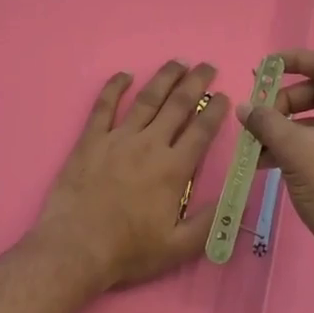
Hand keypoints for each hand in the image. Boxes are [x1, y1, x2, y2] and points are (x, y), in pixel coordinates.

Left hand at [30, 61, 231, 290]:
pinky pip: (104, 106)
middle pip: (178, 105)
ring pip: (146, 99)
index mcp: (173, 169)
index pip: (201, 130)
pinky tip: (124, 74)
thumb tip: (237, 197)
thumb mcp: (179, 246)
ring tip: (177, 62)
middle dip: (196, 83)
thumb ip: (210, 221)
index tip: (224, 96)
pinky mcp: (90, 140)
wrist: (76, 248)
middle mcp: (149, 145)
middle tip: (207, 66)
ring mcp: (117, 139)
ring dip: (164, 77)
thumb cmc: (129, 250)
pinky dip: (114, 87)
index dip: (215, 110)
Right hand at [239, 49, 313, 280]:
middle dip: (282, 103)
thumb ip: (266, 121)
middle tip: (255, 118)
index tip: (260, 70)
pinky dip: (298, 146)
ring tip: (254, 145)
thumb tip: (245, 107)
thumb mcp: (295, 150)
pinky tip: (268, 162)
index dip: (290, 61)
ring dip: (284, 128)